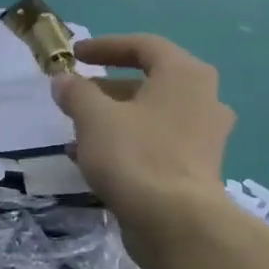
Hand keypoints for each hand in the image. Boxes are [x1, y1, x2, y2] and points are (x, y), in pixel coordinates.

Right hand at [50, 34, 234, 258]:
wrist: (176, 223)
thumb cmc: (136, 156)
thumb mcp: (94, 118)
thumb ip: (76, 92)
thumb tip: (63, 80)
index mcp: (185, 75)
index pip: (144, 45)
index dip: (106, 46)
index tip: (75, 55)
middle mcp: (203, 99)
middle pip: (150, 81)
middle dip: (108, 86)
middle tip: (77, 93)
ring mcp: (204, 136)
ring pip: (152, 114)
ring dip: (115, 117)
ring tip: (78, 129)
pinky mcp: (197, 168)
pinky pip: (157, 142)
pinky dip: (128, 142)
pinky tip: (95, 158)